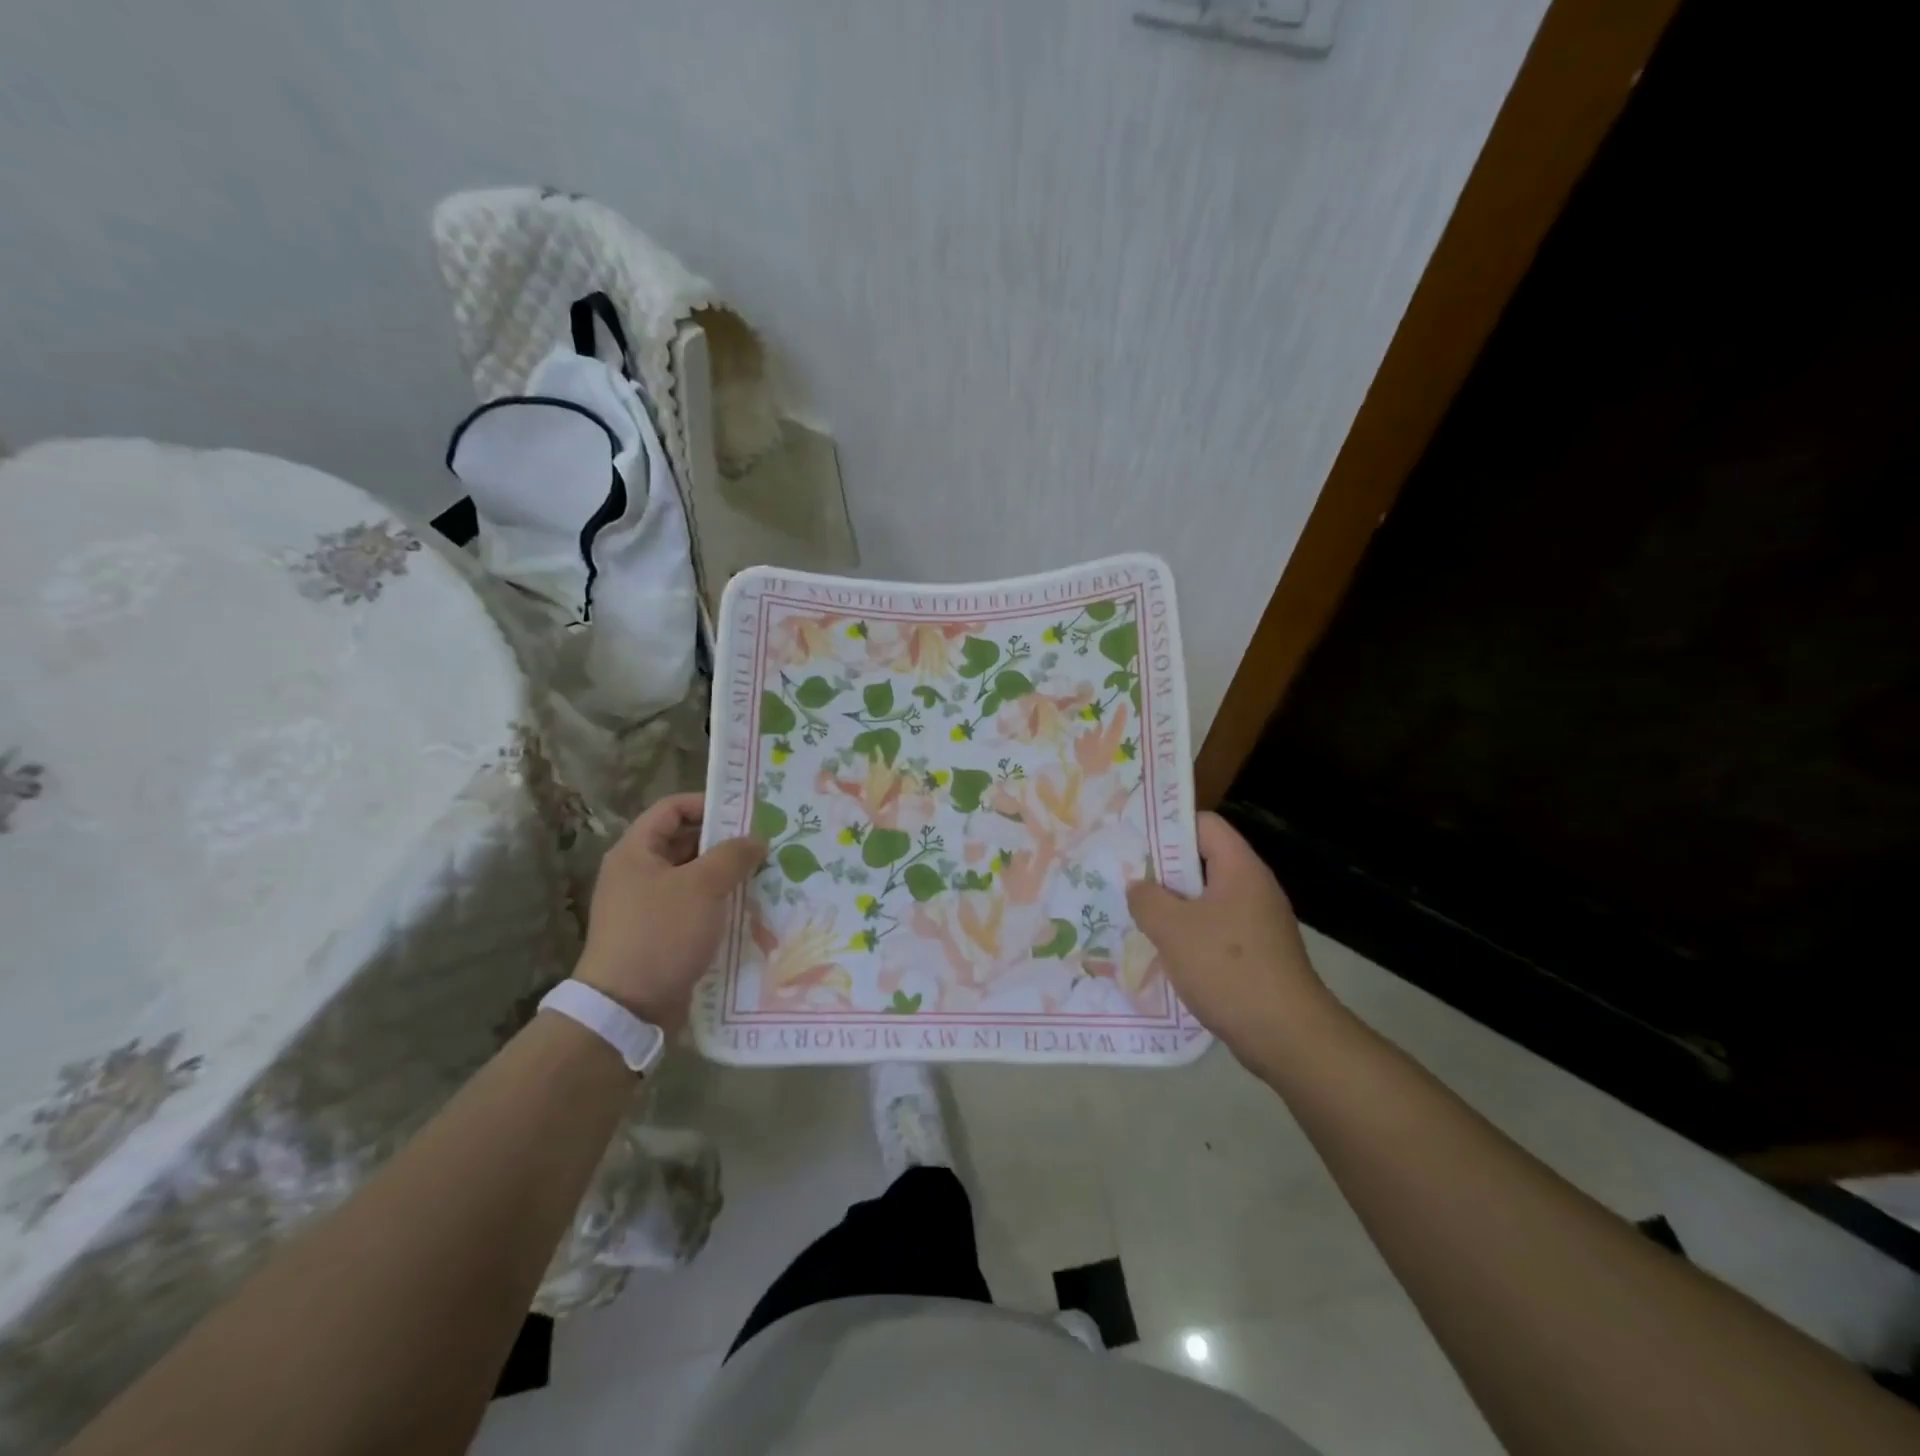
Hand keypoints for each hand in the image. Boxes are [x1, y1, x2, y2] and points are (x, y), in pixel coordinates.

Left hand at [572, 793, 764, 1030]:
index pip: (672, 808)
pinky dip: (719, 903)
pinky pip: (694, 907)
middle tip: (765, 844)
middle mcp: (638, 873)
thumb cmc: (661, 934)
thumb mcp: (702, 886)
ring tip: (766, 875)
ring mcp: (648, 906)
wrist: (627, 1008)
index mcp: (636, 851)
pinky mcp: (661, 934)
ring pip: (694, 877)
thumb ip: (732, 855)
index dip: (708, 804)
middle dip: (725, 842)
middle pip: (685, 842)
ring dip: (726, 875)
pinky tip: (749, 908)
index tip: (746, 814)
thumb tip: (756, 838)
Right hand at [1127, 812, 1342, 1065]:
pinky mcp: (1257, 954)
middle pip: (1203, 861)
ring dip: (1173, 907)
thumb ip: (1147, 899)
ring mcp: (1258, 923)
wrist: (1287, 1036)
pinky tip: (1163, 952)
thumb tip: (1139, 887)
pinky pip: (1215, 930)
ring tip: (1136, 916)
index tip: (1134, 841)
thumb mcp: (1173, 928)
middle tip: (1125, 880)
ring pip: (1206, 900)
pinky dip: (1189, 935)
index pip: (1205, 825)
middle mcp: (1253, 888)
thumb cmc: (1228, 969)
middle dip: (1163, 871)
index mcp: (1240, 869)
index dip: (1168, 827)